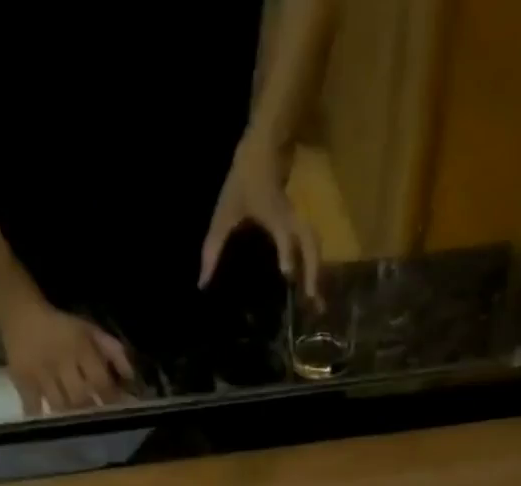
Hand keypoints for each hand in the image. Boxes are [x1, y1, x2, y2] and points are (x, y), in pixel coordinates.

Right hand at [0, 295, 133, 414]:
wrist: (20, 313)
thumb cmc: (62, 327)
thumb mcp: (91, 330)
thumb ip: (113, 351)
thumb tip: (130, 378)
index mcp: (80, 348)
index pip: (100, 381)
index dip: (111, 399)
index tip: (118, 411)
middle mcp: (61, 361)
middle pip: (80, 397)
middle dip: (92, 412)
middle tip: (99, 422)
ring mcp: (40, 373)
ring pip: (59, 404)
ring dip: (71, 418)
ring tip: (79, 426)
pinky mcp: (22, 380)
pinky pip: (33, 406)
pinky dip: (43, 417)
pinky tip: (52, 426)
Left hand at [200, 131, 320, 297]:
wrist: (266, 146)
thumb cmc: (244, 180)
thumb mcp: (225, 214)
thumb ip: (213, 248)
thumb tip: (203, 283)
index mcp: (276, 215)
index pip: (285, 234)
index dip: (287, 251)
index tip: (287, 273)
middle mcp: (293, 220)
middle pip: (311, 246)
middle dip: (313, 273)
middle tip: (314, 304)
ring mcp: (300, 221)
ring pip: (315, 248)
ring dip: (317, 273)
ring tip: (317, 302)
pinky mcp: (301, 225)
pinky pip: (312, 247)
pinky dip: (313, 267)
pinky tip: (310, 286)